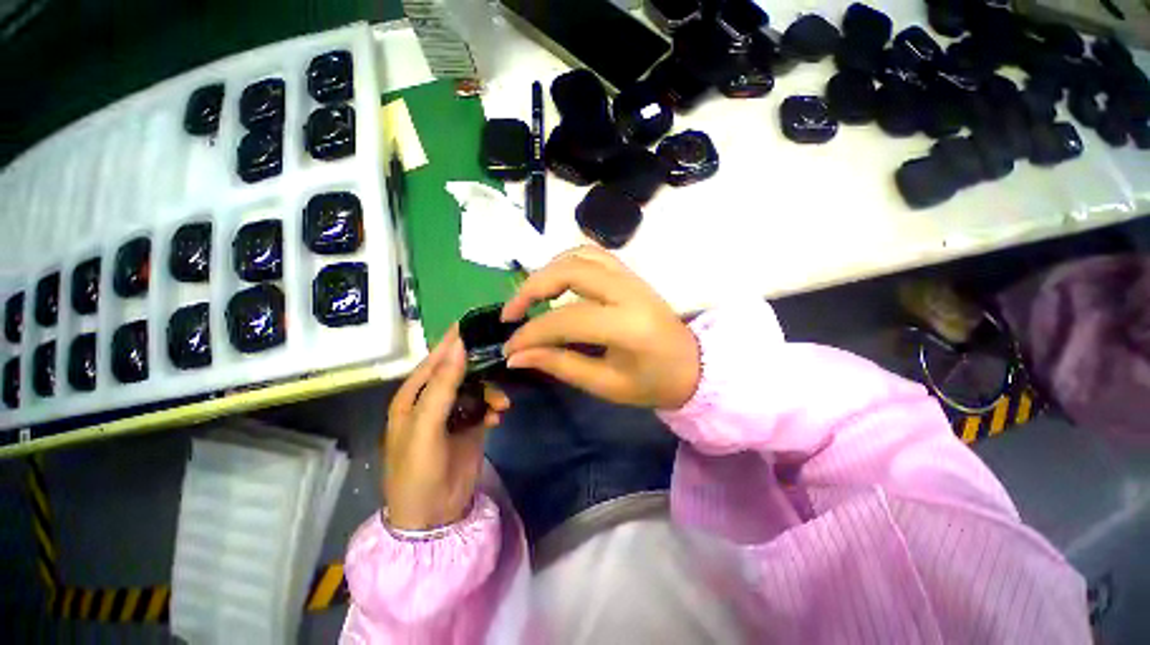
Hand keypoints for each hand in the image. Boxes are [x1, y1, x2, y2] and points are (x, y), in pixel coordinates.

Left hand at [383, 327, 509, 530]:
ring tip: (501, 404)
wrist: (433, 515)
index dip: (453, 342)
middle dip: (480, 367)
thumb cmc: (418, 470)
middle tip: (502, 359)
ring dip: (491, 391)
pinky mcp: (471, 425)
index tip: (475, 323)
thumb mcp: (426, 426)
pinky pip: (486, 405)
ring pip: (477, 387)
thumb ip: (442, 386)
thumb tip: (459, 347)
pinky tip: (499, 416)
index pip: (435, 360)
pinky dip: (494, 407)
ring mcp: (454, 413)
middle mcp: (434, 400)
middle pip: (460, 371)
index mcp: (414, 396)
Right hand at [501, 246, 700, 408]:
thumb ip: (560, 365)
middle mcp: (629, 291)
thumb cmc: (653, 383)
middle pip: (570, 271)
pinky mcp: (630, 274)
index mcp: (628, 326)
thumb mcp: (606, 384)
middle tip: (512, 314)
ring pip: (579, 255)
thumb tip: (517, 356)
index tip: (509, 347)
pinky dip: (566, 263)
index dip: (531, 333)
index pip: (566, 319)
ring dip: (547, 271)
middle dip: (531, 288)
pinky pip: (592, 255)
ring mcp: (631, 277)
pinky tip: (555, 282)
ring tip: (530, 297)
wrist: (693, 365)